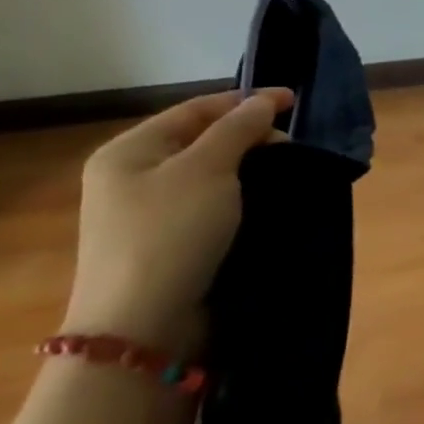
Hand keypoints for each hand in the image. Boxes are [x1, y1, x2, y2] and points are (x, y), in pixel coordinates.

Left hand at [62, 89, 292, 356]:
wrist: (143, 322)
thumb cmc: (171, 233)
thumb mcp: (207, 169)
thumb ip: (237, 130)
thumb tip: (263, 103)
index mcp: (129, 150)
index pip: (196, 109)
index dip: (246, 101)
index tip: (295, 101)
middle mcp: (132, 176)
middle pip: (202, 140)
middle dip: (251, 136)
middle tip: (294, 146)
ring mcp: (148, 213)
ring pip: (211, 174)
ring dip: (250, 168)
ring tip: (288, 172)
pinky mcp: (168, 243)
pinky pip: (212, 204)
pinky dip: (242, 196)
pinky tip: (267, 202)